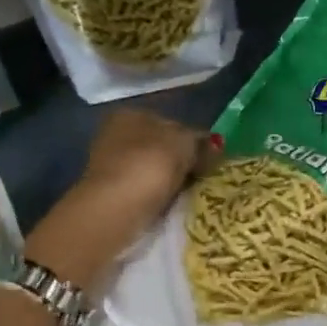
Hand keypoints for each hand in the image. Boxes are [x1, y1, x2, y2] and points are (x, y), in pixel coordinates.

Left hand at [25, 110, 220, 293]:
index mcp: (131, 114)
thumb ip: (200, 142)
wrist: (114, 211)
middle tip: (204, 179)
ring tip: (190, 195)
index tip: (212, 160)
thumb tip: (214, 145)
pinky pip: (145, 191)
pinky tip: (170, 206)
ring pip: (154, 171)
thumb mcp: (183, 145)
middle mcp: (116, 134)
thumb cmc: (148, 168)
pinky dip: (158, 198)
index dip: (194, 140)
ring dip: (171, 182)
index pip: (172, 123)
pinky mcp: (111, 194)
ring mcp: (111, 165)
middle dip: (182, 162)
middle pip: (162, 147)